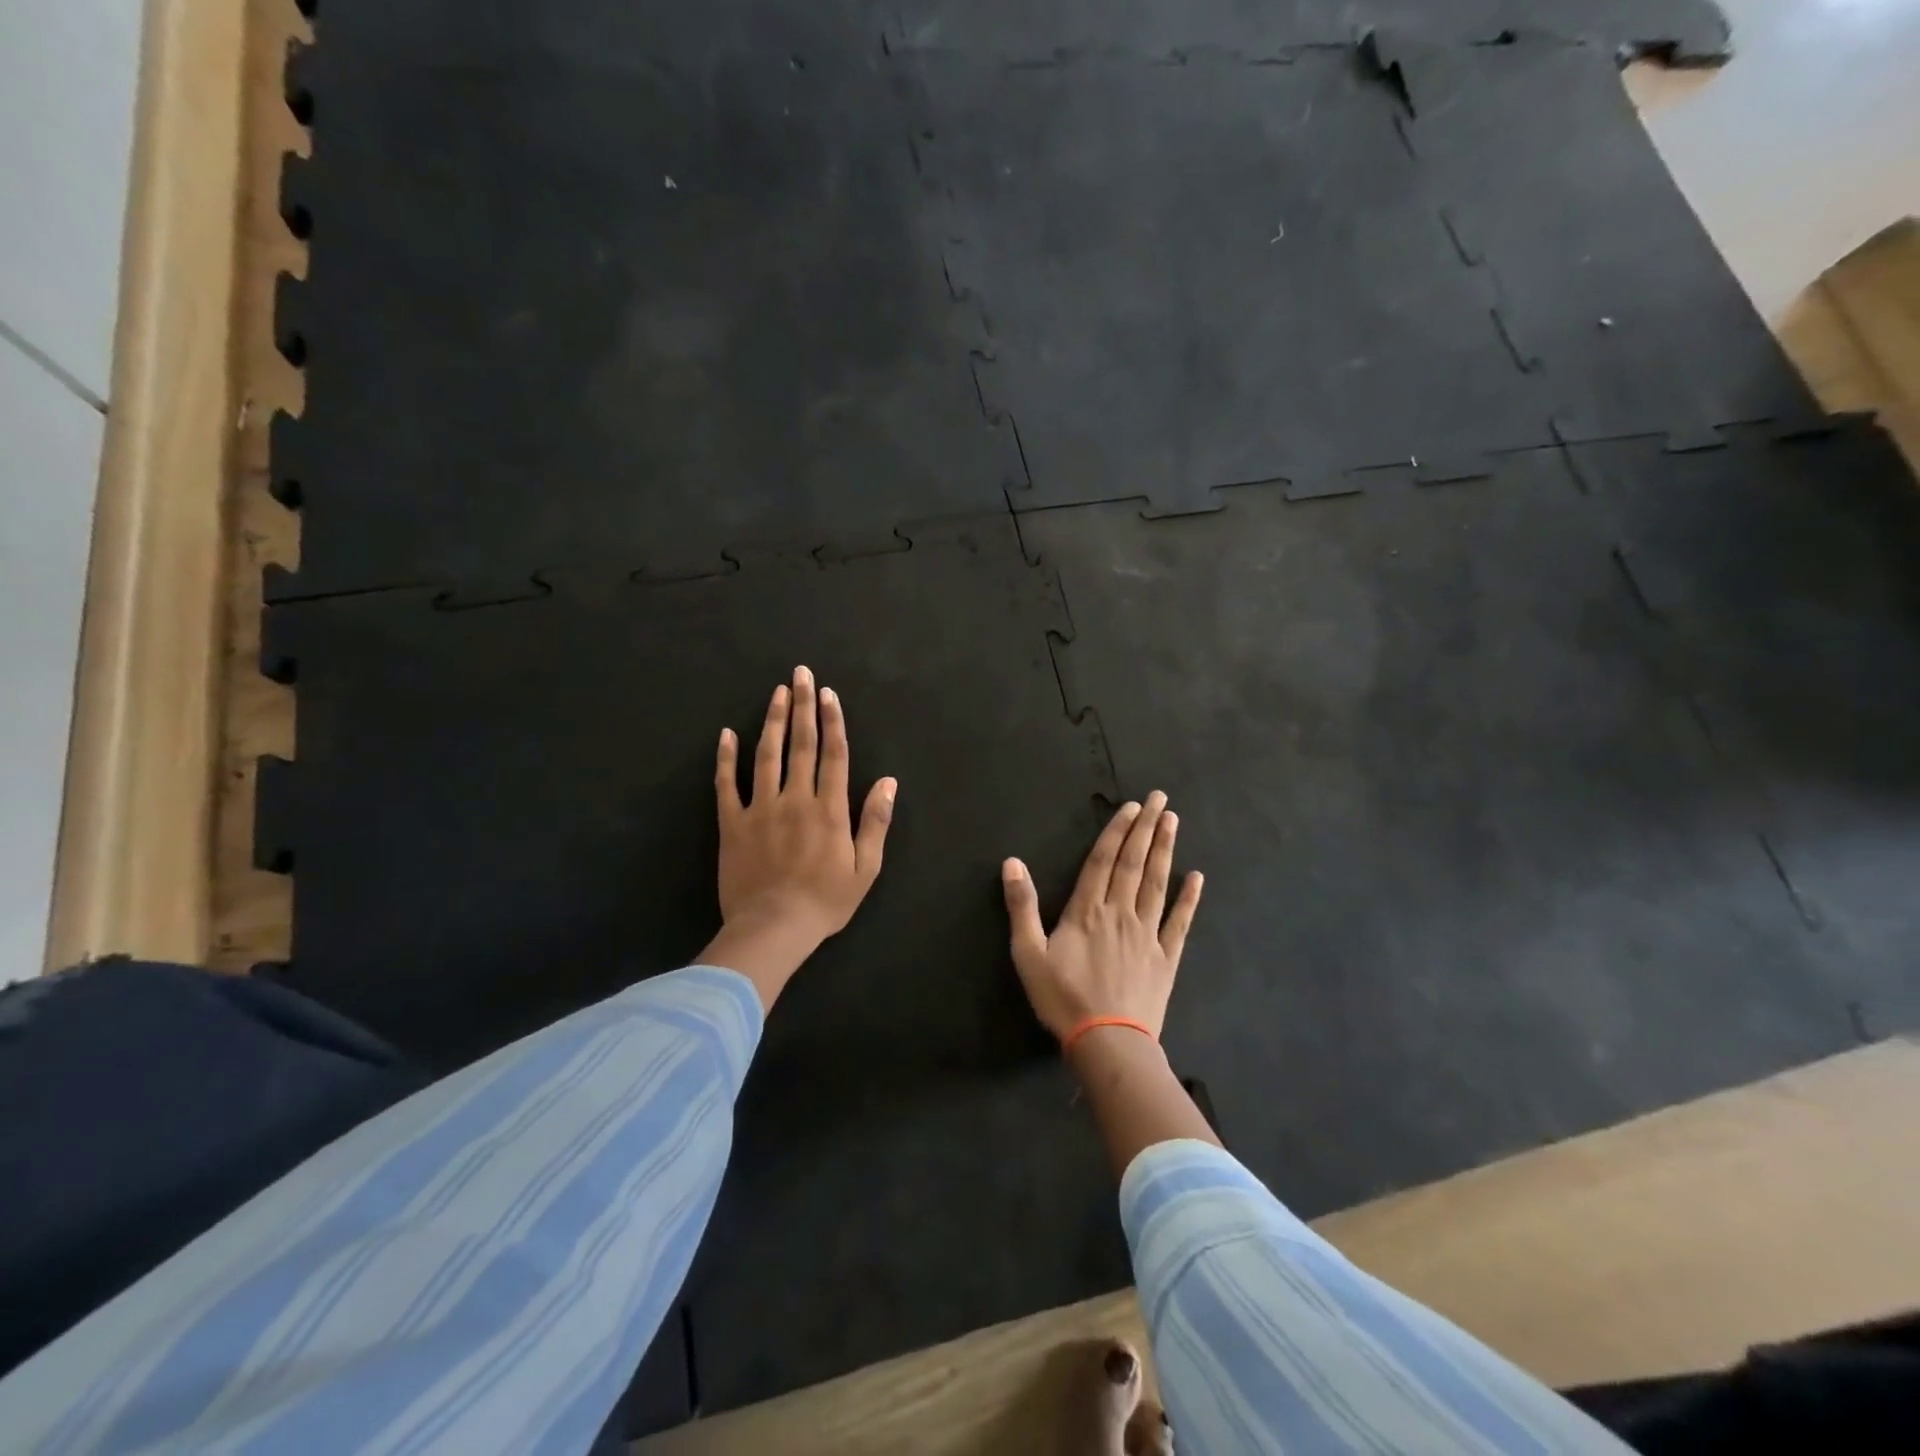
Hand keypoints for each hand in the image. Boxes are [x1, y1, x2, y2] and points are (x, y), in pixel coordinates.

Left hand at [699, 666, 896, 1010]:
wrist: (772, 928)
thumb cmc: (825, 902)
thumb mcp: (865, 868)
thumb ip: (875, 822)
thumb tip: (889, 782)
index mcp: (829, 809)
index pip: (833, 755)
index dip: (832, 721)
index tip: (828, 694)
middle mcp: (795, 799)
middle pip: (800, 744)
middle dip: (802, 706)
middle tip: (801, 674)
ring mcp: (760, 809)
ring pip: (766, 755)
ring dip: (771, 721)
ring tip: (776, 693)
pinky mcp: (732, 824)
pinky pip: (727, 785)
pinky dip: (726, 759)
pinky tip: (727, 734)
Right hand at [1001, 792, 1202, 1041]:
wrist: (1107, 1043)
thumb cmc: (1062, 998)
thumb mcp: (1028, 954)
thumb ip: (1021, 906)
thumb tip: (1012, 862)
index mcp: (1087, 911)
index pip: (1103, 861)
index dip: (1117, 831)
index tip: (1132, 806)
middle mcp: (1120, 913)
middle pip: (1134, 863)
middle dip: (1146, 828)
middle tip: (1160, 799)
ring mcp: (1147, 934)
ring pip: (1157, 884)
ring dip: (1165, 851)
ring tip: (1174, 822)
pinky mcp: (1165, 958)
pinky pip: (1179, 922)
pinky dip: (1188, 898)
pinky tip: (1196, 877)